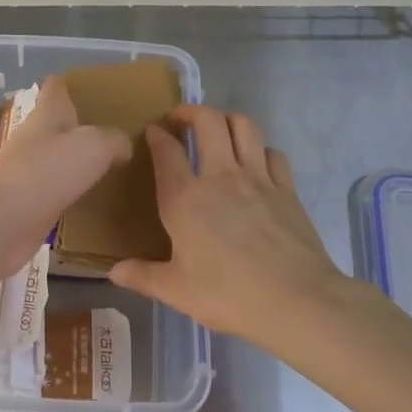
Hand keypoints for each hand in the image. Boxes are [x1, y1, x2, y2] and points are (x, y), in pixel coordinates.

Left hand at [0, 76, 130, 283]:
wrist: (2, 223)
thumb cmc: (46, 172)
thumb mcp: (94, 145)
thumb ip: (114, 140)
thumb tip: (123, 147)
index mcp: (47, 114)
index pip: (56, 87)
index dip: (72, 84)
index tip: (95, 89)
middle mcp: (35, 138)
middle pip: (58, 124)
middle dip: (83, 125)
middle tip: (119, 132)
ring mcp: (29, 171)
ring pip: (59, 158)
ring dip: (80, 160)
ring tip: (115, 164)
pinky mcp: (30, 202)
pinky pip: (58, 190)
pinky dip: (75, 191)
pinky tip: (97, 198)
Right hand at [110, 104, 355, 349]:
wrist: (296, 301)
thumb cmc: (229, 295)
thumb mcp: (177, 291)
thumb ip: (144, 276)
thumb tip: (115, 272)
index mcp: (185, 199)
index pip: (166, 151)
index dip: (157, 135)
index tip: (153, 131)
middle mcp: (220, 176)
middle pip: (207, 121)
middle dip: (190, 111)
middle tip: (180, 119)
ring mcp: (258, 178)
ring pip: (244, 125)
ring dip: (226, 119)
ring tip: (217, 128)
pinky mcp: (286, 189)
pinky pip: (272, 152)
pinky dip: (259, 149)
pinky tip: (255, 162)